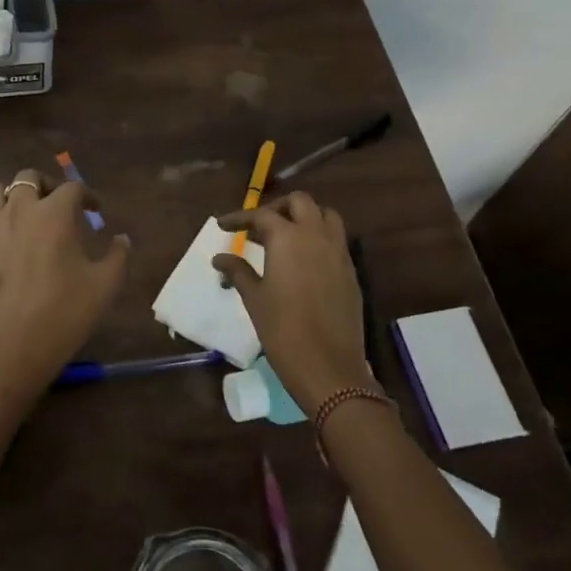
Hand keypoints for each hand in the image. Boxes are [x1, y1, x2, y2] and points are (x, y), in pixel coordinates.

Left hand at [0, 170, 131, 392]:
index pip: (73, 188)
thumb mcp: (106, 284)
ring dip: (13, 196)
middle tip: (60, 206)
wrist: (19, 346)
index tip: (95, 210)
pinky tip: (10, 244)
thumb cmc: (68, 311)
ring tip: (27, 214)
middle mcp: (20, 211)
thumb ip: (118, 255)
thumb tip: (122, 239)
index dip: (88, 196)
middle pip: (29, 178)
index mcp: (54, 214)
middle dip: (48, 185)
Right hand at [212, 193, 372, 412]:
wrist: (328, 367)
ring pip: (325, 216)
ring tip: (285, 237)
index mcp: (288, 238)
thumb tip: (219, 258)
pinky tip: (303, 261)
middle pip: (300, 203)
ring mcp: (339, 252)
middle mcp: (316, 236)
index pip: (261, 215)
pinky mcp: (351, 272)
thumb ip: (238, 271)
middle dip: (277, 208)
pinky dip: (319, 239)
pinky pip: (336, 241)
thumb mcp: (254, 298)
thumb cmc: (282, 329)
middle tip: (258, 227)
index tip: (222, 225)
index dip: (239, 218)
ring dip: (305, 218)